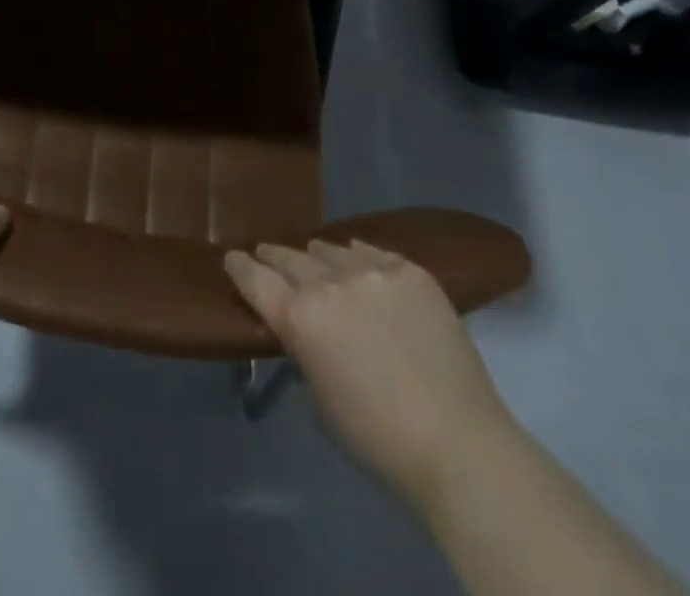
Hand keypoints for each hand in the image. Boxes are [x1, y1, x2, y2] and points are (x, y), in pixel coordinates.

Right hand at [225, 239, 509, 505]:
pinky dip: (357, 257)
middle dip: (274, 257)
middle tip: (267, 255)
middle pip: (289, 258)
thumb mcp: (319, 397)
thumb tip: (305, 328)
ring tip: (316, 259)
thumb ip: (304, 349)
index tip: (231, 257)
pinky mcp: (409, 270)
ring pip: (330, 249)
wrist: (458, 441)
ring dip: (317, 257)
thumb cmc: (377, 437)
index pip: (254, 278)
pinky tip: (357, 261)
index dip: (239, 266)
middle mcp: (329, 283)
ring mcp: (372, 271)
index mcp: (299, 318)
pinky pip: (371, 250)